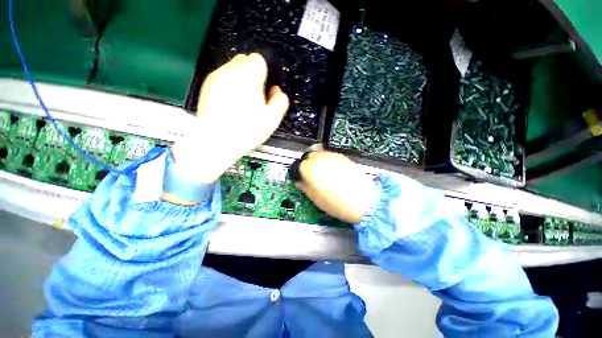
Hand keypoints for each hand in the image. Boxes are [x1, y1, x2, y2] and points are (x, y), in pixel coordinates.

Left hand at [172, 53, 288, 183]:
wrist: (215, 140)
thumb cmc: (248, 130)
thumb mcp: (272, 119)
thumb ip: (280, 101)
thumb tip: (277, 92)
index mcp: (250, 75)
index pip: (259, 60)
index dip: (265, 74)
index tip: (265, 90)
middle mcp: (231, 70)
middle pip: (245, 61)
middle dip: (252, 75)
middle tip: (254, 96)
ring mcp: (216, 77)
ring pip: (232, 70)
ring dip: (240, 81)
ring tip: (241, 103)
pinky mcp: (206, 86)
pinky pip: (221, 79)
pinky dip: (228, 86)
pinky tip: (229, 105)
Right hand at [296, 151, 377, 223]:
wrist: (365, 202)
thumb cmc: (336, 203)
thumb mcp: (315, 198)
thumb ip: (305, 187)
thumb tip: (300, 181)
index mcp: (311, 168)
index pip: (299, 165)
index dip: (299, 173)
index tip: (302, 179)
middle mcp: (321, 158)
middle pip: (309, 156)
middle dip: (307, 164)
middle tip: (311, 175)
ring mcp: (334, 156)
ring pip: (320, 154)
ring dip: (318, 161)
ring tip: (322, 174)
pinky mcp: (344, 157)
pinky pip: (331, 156)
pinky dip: (328, 162)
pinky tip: (333, 172)